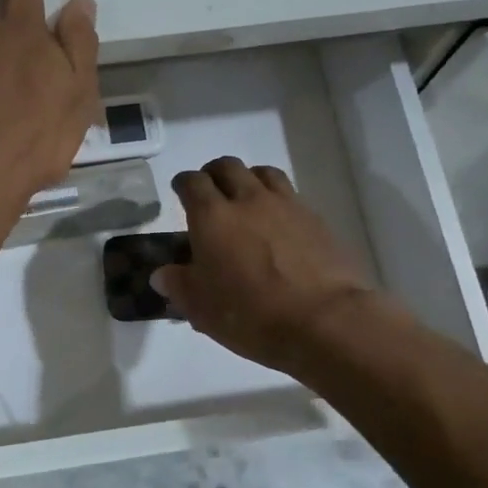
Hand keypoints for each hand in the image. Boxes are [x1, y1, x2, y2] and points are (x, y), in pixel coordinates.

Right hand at [153, 157, 375, 374]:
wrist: (325, 321)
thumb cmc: (252, 315)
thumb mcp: (202, 309)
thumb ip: (179, 285)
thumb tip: (162, 273)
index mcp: (212, 217)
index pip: (191, 183)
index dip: (183, 183)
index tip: (180, 191)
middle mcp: (247, 200)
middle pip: (227, 167)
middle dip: (214, 174)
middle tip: (210, 192)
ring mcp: (286, 205)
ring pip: (262, 172)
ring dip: (248, 179)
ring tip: (246, 199)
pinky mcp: (315, 218)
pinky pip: (290, 195)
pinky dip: (278, 199)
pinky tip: (278, 222)